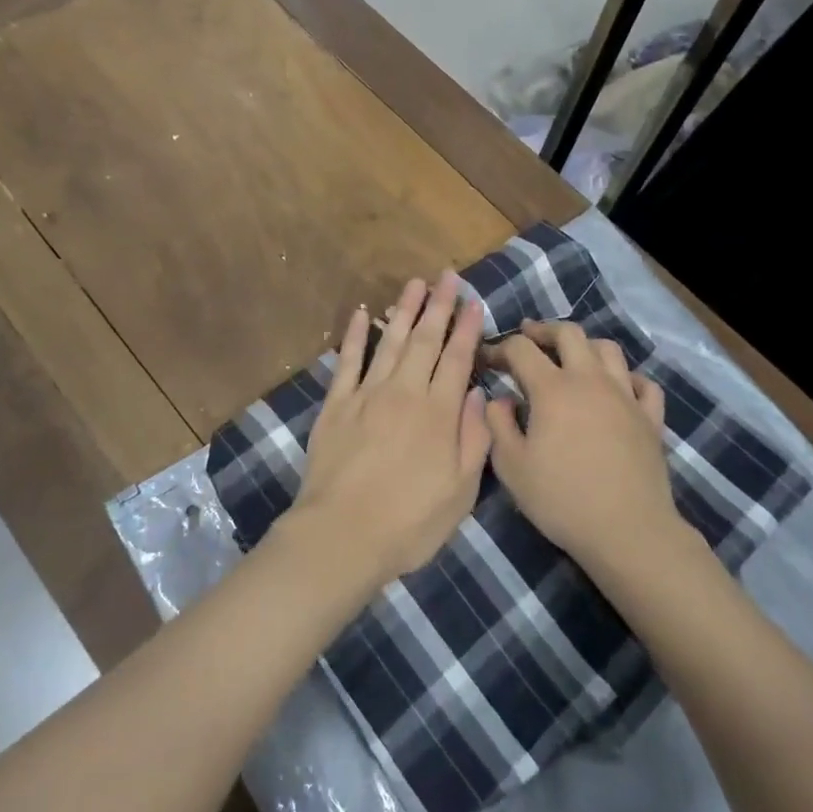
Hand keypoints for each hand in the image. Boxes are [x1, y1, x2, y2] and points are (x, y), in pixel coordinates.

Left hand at [288, 271, 491, 591]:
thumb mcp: (460, 492)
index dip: (467, 329)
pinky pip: (347, 360)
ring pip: (389, 341)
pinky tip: (360, 312)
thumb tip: (476, 393)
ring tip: (414, 283)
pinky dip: (353, 335)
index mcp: (438, 413)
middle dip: (438, 305)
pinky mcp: (336, 404)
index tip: (473, 302)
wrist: (342, 535)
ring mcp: (367, 395)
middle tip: (446, 276)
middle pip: (425, 340)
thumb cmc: (410, 522)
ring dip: (403, 310)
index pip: (457, 359)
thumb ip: (473, 439)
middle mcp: (405, 393)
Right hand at [483, 321, 681, 575]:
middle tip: (528, 338)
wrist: (627, 530)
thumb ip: (498, 425)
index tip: (487, 359)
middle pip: (569, 333)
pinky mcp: (651, 417)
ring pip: (608, 349)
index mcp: (553, 389)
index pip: (521, 349)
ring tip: (571, 358)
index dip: (500, 347)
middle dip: (544, 330)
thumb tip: (499, 399)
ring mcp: (626, 396)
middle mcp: (590, 380)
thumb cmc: (562, 499)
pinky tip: (617, 388)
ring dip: (585, 346)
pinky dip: (627, 377)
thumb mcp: (511, 467)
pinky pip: (643, 383)